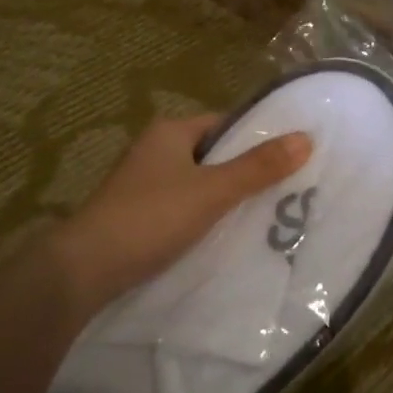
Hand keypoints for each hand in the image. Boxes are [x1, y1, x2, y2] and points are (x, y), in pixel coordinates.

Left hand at [51, 114, 311, 311]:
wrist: (86, 268)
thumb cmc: (151, 217)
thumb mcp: (212, 191)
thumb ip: (258, 168)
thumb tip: (306, 138)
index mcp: (170, 132)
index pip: (224, 124)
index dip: (257, 137)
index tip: (291, 156)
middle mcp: (155, 151)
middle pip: (213, 155)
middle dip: (246, 171)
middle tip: (288, 189)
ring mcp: (145, 185)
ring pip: (199, 184)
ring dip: (227, 198)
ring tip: (268, 215)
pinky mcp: (140, 216)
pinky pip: (185, 208)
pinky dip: (206, 218)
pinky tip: (228, 236)